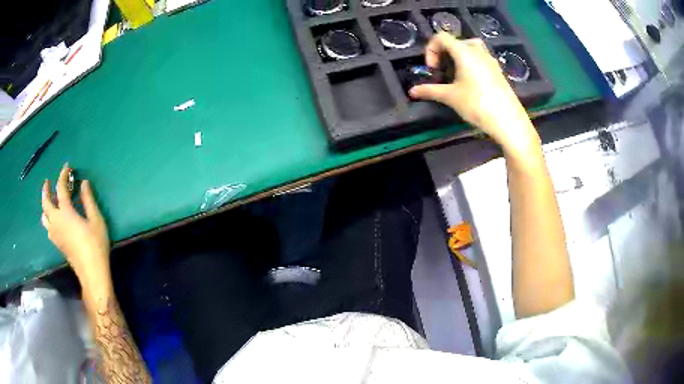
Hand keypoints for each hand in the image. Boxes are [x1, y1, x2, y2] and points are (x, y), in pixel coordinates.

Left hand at [41, 163, 110, 292]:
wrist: (91, 272)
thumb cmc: (95, 244)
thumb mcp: (96, 220)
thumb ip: (88, 200)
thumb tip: (83, 183)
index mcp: (65, 212)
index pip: (60, 188)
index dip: (62, 175)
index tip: (66, 166)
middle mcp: (56, 221)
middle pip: (45, 202)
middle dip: (46, 189)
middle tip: (48, 182)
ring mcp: (55, 233)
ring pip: (44, 216)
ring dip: (44, 205)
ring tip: (49, 200)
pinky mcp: (57, 243)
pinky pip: (47, 226)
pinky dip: (47, 218)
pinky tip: (53, 220)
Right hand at [409, 33, 539, 154]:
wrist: (509, 121)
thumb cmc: (478, 105)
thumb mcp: (451, 97)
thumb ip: (430, 91)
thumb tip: (411, 91)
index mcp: (464, 52)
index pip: (441, 37)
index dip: (431, 50)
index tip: (432, 69)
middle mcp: (478, 51)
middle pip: (456, 41)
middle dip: (445, 53)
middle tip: (443, 71)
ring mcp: (490, 60)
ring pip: (471, 48)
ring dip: (459, 57)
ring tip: (456, 75)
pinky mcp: (498, 71)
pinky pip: (481, 59)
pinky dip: (472, 64)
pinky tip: (471, 83)